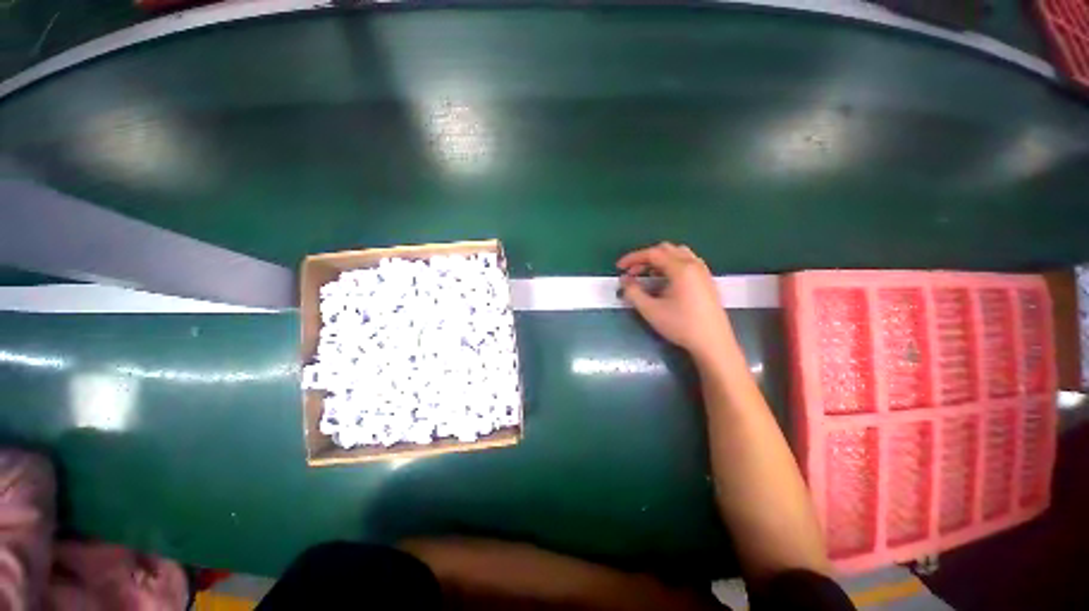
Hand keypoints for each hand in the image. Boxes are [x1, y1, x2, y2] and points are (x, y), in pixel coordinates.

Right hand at [617, 242, 735, 362]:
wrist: (713, 343)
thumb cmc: (681, 325)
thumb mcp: (651, 310)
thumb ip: (633, 292)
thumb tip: (624, 280)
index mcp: (681, 268)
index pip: (652, 254)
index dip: (633, 258)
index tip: (619, 267)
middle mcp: (693, 264)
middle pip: (666, 250)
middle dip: (645, 258)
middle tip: (632, 272)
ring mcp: (703, 271)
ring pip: (677, 254)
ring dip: (659, 260)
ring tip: (647, 275)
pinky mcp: (707, 280)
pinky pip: (687, 262)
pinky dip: (671, 265)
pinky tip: (665, 281)